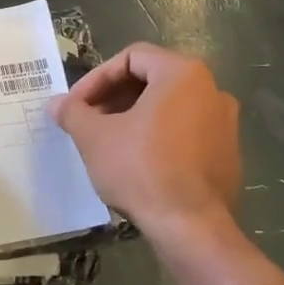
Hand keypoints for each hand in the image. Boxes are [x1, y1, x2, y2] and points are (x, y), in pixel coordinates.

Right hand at [49, 43, 240, 237]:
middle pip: (152, 79)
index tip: (76, 105)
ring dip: (133, 116)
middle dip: (113, 97)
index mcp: (183, 74)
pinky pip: (185, 130)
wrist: (191, 226)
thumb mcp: (94, 137)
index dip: (96, 78)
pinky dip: (158, 136)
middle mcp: (211, 89)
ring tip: (107, 142)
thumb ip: (72, 113)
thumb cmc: (141, 169)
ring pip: (168, 106)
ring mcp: (224, 122)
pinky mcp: (228, 152)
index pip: (131, 57)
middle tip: (88, 121)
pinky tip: (136, 162)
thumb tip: (55, 104)